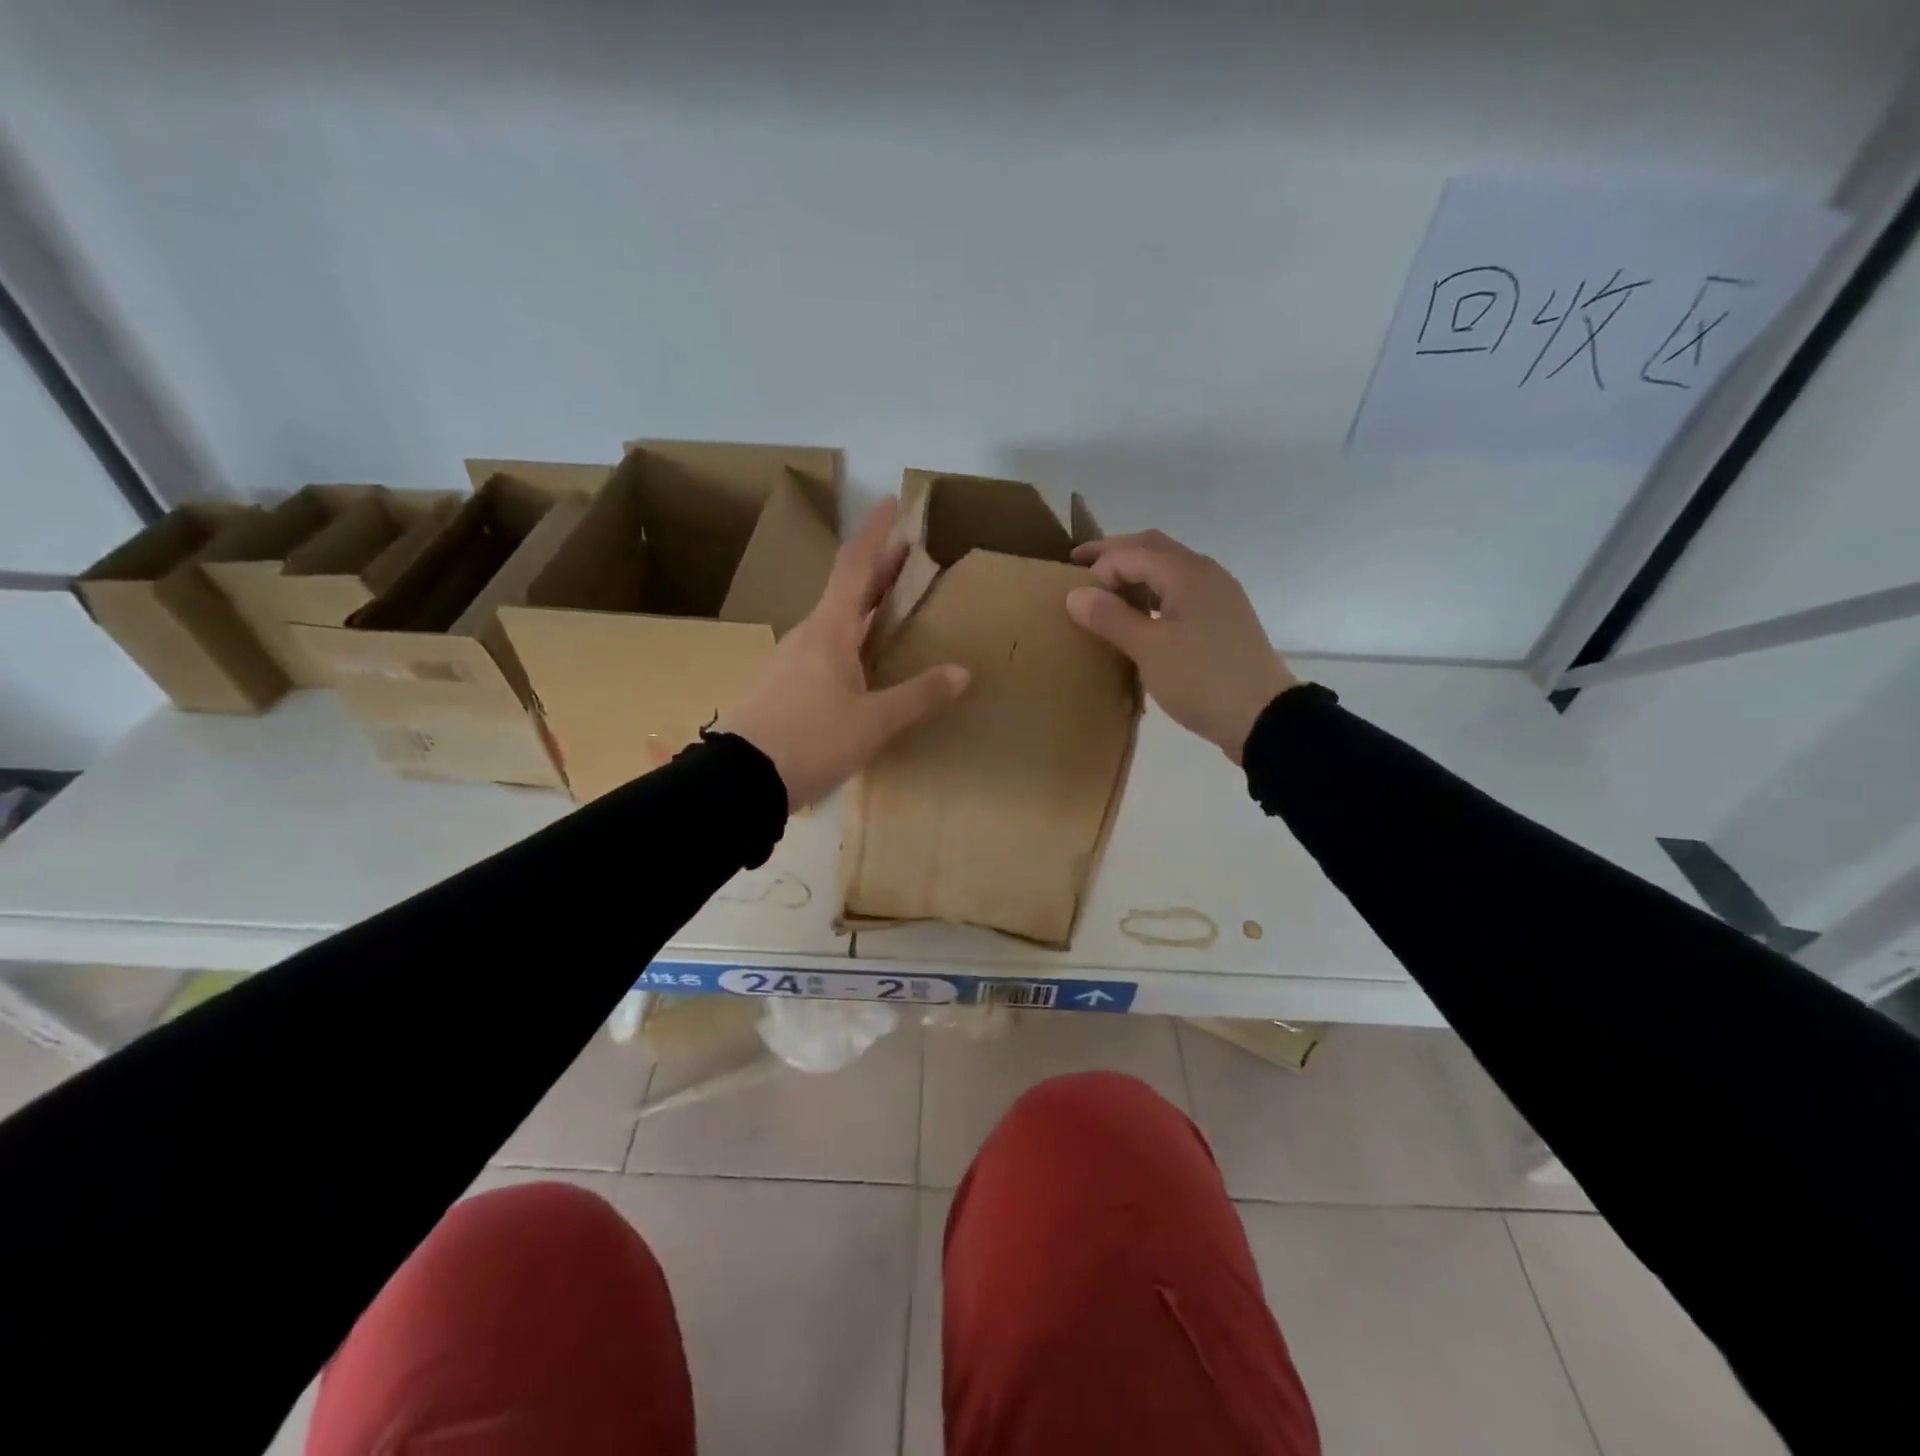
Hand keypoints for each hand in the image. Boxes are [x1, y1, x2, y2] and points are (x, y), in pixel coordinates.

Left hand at [716, 498, 970, 808]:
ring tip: (893, 606)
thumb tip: (963, 672)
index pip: (855, 566)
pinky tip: (863, 660)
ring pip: (835, 620)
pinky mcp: (784, 686)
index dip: (875, 534)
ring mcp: (792, 661)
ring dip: (864, 605)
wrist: (741, 780)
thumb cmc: (811, 740)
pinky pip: (826, 648)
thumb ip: (918, 695)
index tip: (890, 502)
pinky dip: (852, 637)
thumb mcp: (874, 722)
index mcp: (829, 630)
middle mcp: (808, 635)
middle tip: (908, 553)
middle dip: (879, 568)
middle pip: (846, 590)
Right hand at [1066, 530, 1296, 762]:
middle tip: (1080, 565)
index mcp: (1187, 573)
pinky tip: (1142, 617)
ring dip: (1136, 572)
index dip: (1099, 568)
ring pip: (1169, 568)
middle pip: (1153, 548)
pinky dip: (1154, 592)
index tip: (1076, 597)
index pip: (1131, 553)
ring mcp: (1219, 595)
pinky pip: (1181, 590)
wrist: (1263, 717)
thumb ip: (1111, 617)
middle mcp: (1205, 573)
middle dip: (1115, 553)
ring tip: (1107, 593)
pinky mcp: (1223, 619)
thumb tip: (1075, 593)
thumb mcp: (1149, 649)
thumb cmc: (1201, 679)